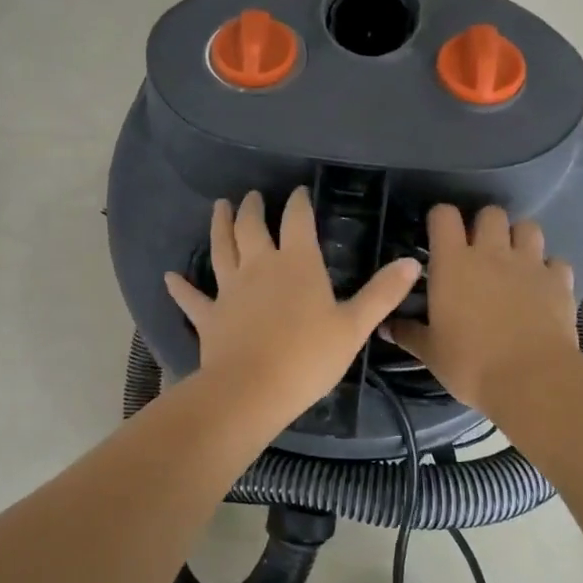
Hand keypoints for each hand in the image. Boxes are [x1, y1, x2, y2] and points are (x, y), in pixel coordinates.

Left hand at [165, 189, 421, 428]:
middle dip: (253, 208)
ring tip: (219, 207)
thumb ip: (382, 293)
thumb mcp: (354, 326)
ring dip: (219, 226)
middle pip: (252, 227)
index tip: (298, 192)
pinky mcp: (209, 316)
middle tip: (252, 196)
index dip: (298, 203)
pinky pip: (192, 297)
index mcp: (297, 264)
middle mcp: (259, 266)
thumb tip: (413, 261)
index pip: (297, 220)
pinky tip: (169, 276)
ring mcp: (229, 289)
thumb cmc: (309, 357)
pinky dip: (180, 286)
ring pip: (221, 249)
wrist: (253, 390)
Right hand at [387, 204, 577, 414]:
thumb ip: (408, 333)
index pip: (444, 216)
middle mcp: (492, 252)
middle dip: (484, 225)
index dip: (440, 219)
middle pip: (490, 213)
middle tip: (478, 250)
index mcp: (453, 263)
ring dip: (519, 238)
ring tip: (513, 260)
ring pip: (528, 227)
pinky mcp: (559, 281)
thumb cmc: (470, 364)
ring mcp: (529, 264)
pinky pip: (556, 261)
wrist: (532, 379)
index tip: (437, 235)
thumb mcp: (430, 352)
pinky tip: (542, 286)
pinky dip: (549, 269)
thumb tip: (385, 326)